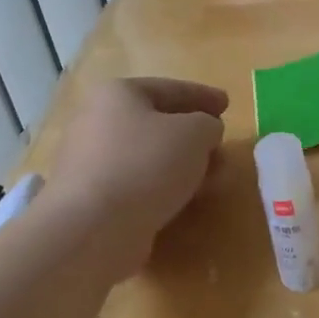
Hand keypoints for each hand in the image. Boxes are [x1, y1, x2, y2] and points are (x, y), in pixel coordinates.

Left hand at [43, 77, 226, 266]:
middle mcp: (97, 122)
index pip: (169, 88)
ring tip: (211, 179)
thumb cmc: (146, 164)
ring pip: (148, 156)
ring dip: (181, 165)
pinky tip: (184, 200)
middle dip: (193, 135)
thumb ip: (208, 125)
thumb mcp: (195, 133)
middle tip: (220, 145)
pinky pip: (137, 184)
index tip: (227, 104)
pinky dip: (163, 187)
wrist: (92, 229)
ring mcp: (91, 162)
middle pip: (156, 123)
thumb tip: (205, 132)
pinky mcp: (92, 199)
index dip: (202, 95)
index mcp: (118, 94)